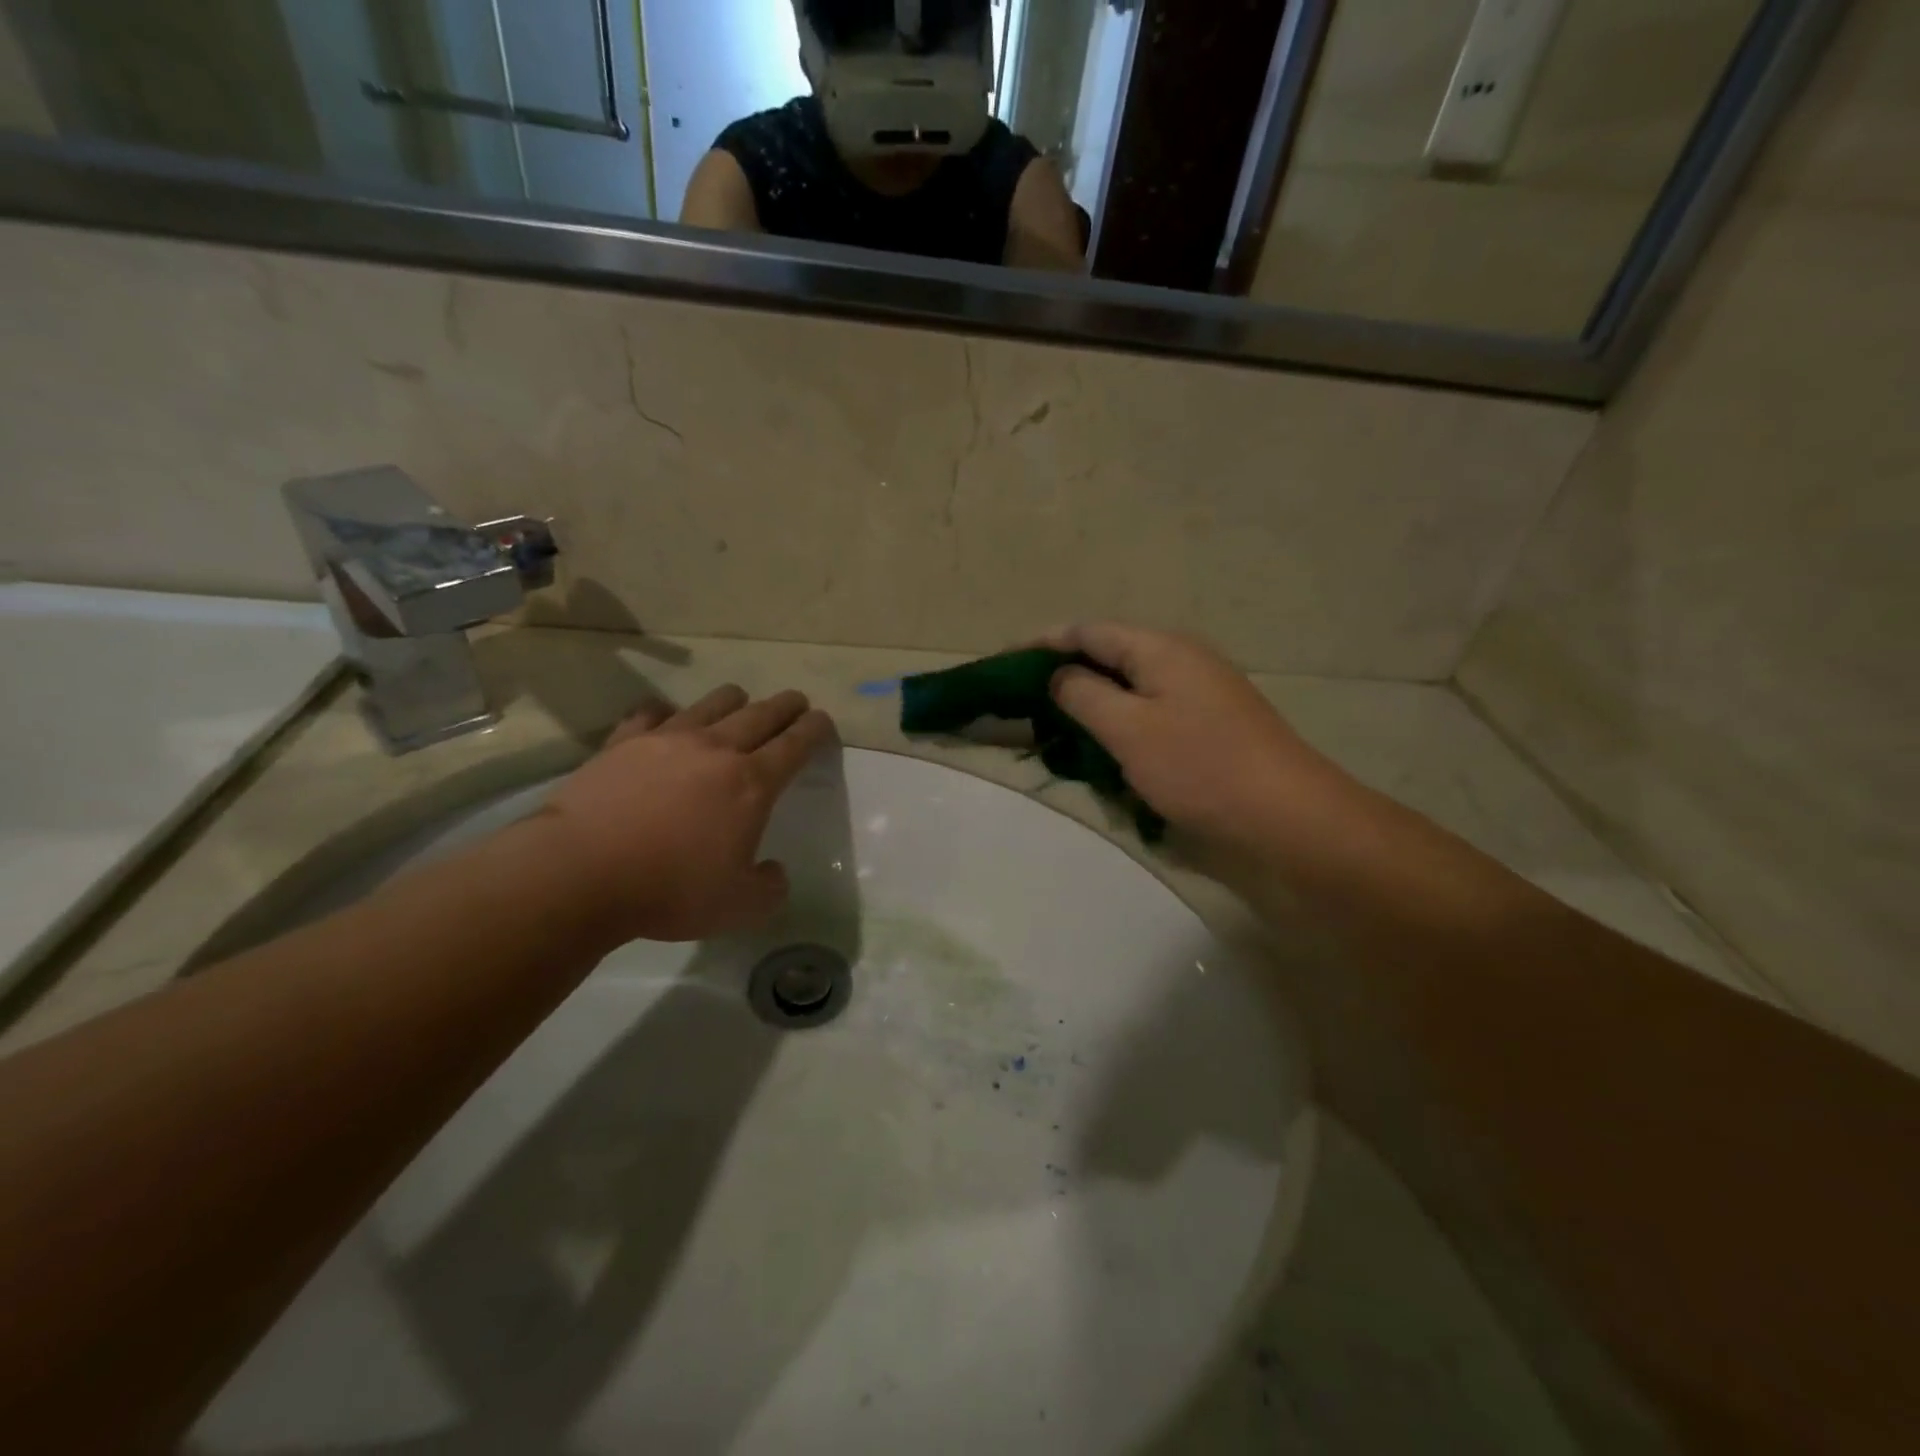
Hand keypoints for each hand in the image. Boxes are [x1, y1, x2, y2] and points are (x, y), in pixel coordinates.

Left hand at [531, 685, 835, 944]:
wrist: (580, 873)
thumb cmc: (670, 890)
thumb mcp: (740, 907)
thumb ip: (770, 888)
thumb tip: (773, 872)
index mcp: (752, 783)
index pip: (796, 743)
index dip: (816, 729)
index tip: (823, 721)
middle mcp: (716, 749)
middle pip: (762, 712)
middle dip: (786, 705)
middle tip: (796, 703)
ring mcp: (667, 739)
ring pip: (714, 702)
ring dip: (735, 700)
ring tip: (739, 704)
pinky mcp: (624, 741)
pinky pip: (652, 713)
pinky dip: (666, 713)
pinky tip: (664, 721)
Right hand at [1045, 623, 1360, 855]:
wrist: (1288, 816)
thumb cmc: (1201, 767)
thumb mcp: (1128, 729)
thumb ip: (1083, 695)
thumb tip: (1060, 675)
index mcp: (1160, 648)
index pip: (1087, 631)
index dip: (1041, 643)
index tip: (1002, 664)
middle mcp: (1181, 659)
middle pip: (1109, 655)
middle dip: (1063, 674)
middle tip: (1024, 703)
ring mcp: (1200, 691)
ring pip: (1129, 686)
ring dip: (1091, 703)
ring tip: (1055, 729)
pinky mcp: (1209, 724)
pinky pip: (1150, 712)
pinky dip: (1119, 724)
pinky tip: (1104, 749)